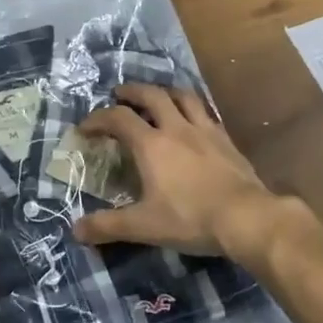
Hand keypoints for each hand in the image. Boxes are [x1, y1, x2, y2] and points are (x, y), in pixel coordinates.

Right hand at [74, 84, 316, 268]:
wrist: (247, 218)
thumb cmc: (191, 219)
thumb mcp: (144, 226)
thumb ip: (108, 226)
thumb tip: (75, 230)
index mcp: (151, 145)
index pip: (118, 118)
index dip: (98, 118)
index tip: (85, 128)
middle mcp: (176, 128)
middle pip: (151, 95)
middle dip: (131, 91)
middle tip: (119, 94)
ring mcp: (204, 130)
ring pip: (182, 96)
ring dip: (164, 91)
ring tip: (156, 96)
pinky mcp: (226, 139)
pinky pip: (206, 112)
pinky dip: (192, 108)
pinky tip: (192, 119)